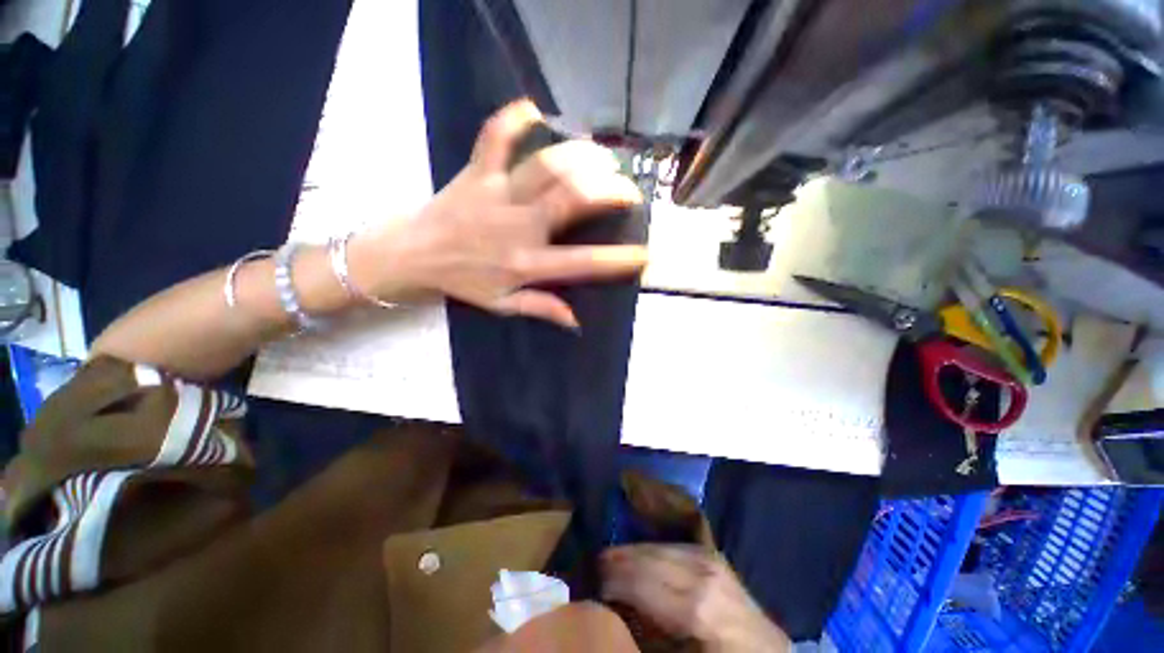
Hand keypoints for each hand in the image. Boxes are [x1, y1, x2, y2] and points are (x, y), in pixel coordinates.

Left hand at [352, 99, 645, 328]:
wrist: (410, 255)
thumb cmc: (461, 281)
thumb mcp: (502, 304)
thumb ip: (541, 308)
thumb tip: (576, 321)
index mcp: (526, 263)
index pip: (582, 263)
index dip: (618, 260)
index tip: (646, 254)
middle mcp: (517, 226)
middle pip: (571, 198)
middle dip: (610, 190)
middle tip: (628, 189)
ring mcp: (497, 194)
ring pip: (546, 165)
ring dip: (582, 156)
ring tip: (603, 157)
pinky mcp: (476, 171)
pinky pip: (495, 136)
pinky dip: (514, 118)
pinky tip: (535, 109)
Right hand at [601, 545, 790, 652]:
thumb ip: (647, 631)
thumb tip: (615, 607)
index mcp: (695, 608)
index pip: (642, 582)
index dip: (613, 580)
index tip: (593, 583)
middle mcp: (702, 575)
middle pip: (650, 558)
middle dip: (619, 560)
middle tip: (595, 564)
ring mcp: (710, 560)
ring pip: (660, 547)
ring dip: (632, 550)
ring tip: (610, 556)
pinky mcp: (713, 554)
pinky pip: (673, 545)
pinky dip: (651, 548)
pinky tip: (639, 552)